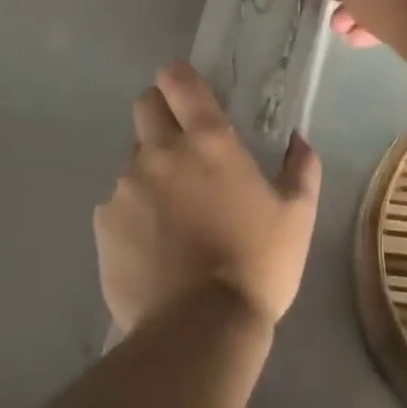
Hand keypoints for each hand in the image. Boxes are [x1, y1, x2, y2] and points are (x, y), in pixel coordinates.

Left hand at [95, 61, 321, 334]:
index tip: (187, 90)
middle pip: (144, 106)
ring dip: (150, 172)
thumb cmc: (258, 266)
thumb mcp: (297, 217)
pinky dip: (133, 213)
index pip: (178, 80)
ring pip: (132, 159)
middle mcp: (159, 152)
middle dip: (160, 114)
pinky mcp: (105, 222)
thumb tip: (299, 140)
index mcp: (208, 142)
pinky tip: (153, 246)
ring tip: (172, 214)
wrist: (199, 329)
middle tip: (182, 148)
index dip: (179, 78)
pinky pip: (117, 203)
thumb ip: (301, 169)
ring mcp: (125, 186)